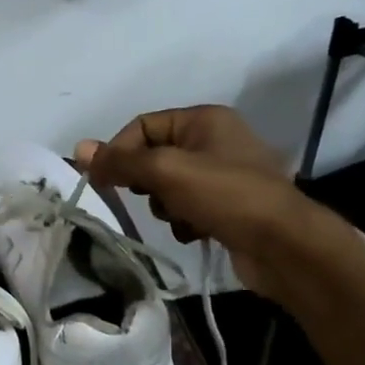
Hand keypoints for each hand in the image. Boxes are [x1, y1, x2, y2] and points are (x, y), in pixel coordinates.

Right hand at [76, 105, 354, 299]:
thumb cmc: (226, 196)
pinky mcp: (230, 207)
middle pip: (155, 157)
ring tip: (184, 218)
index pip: (143, 125)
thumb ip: (122, 161)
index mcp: (204, 119)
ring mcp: (225, 175)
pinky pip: (189, 208)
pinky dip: (186, 221)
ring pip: (169, 187)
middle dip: (148, 183)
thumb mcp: (167, 172)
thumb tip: (79, 148)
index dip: (120, 151)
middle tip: (155, 198)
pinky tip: (198, 232)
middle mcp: (215, 140)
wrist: (285, 246)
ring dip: (167, 206)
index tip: (105, 181)